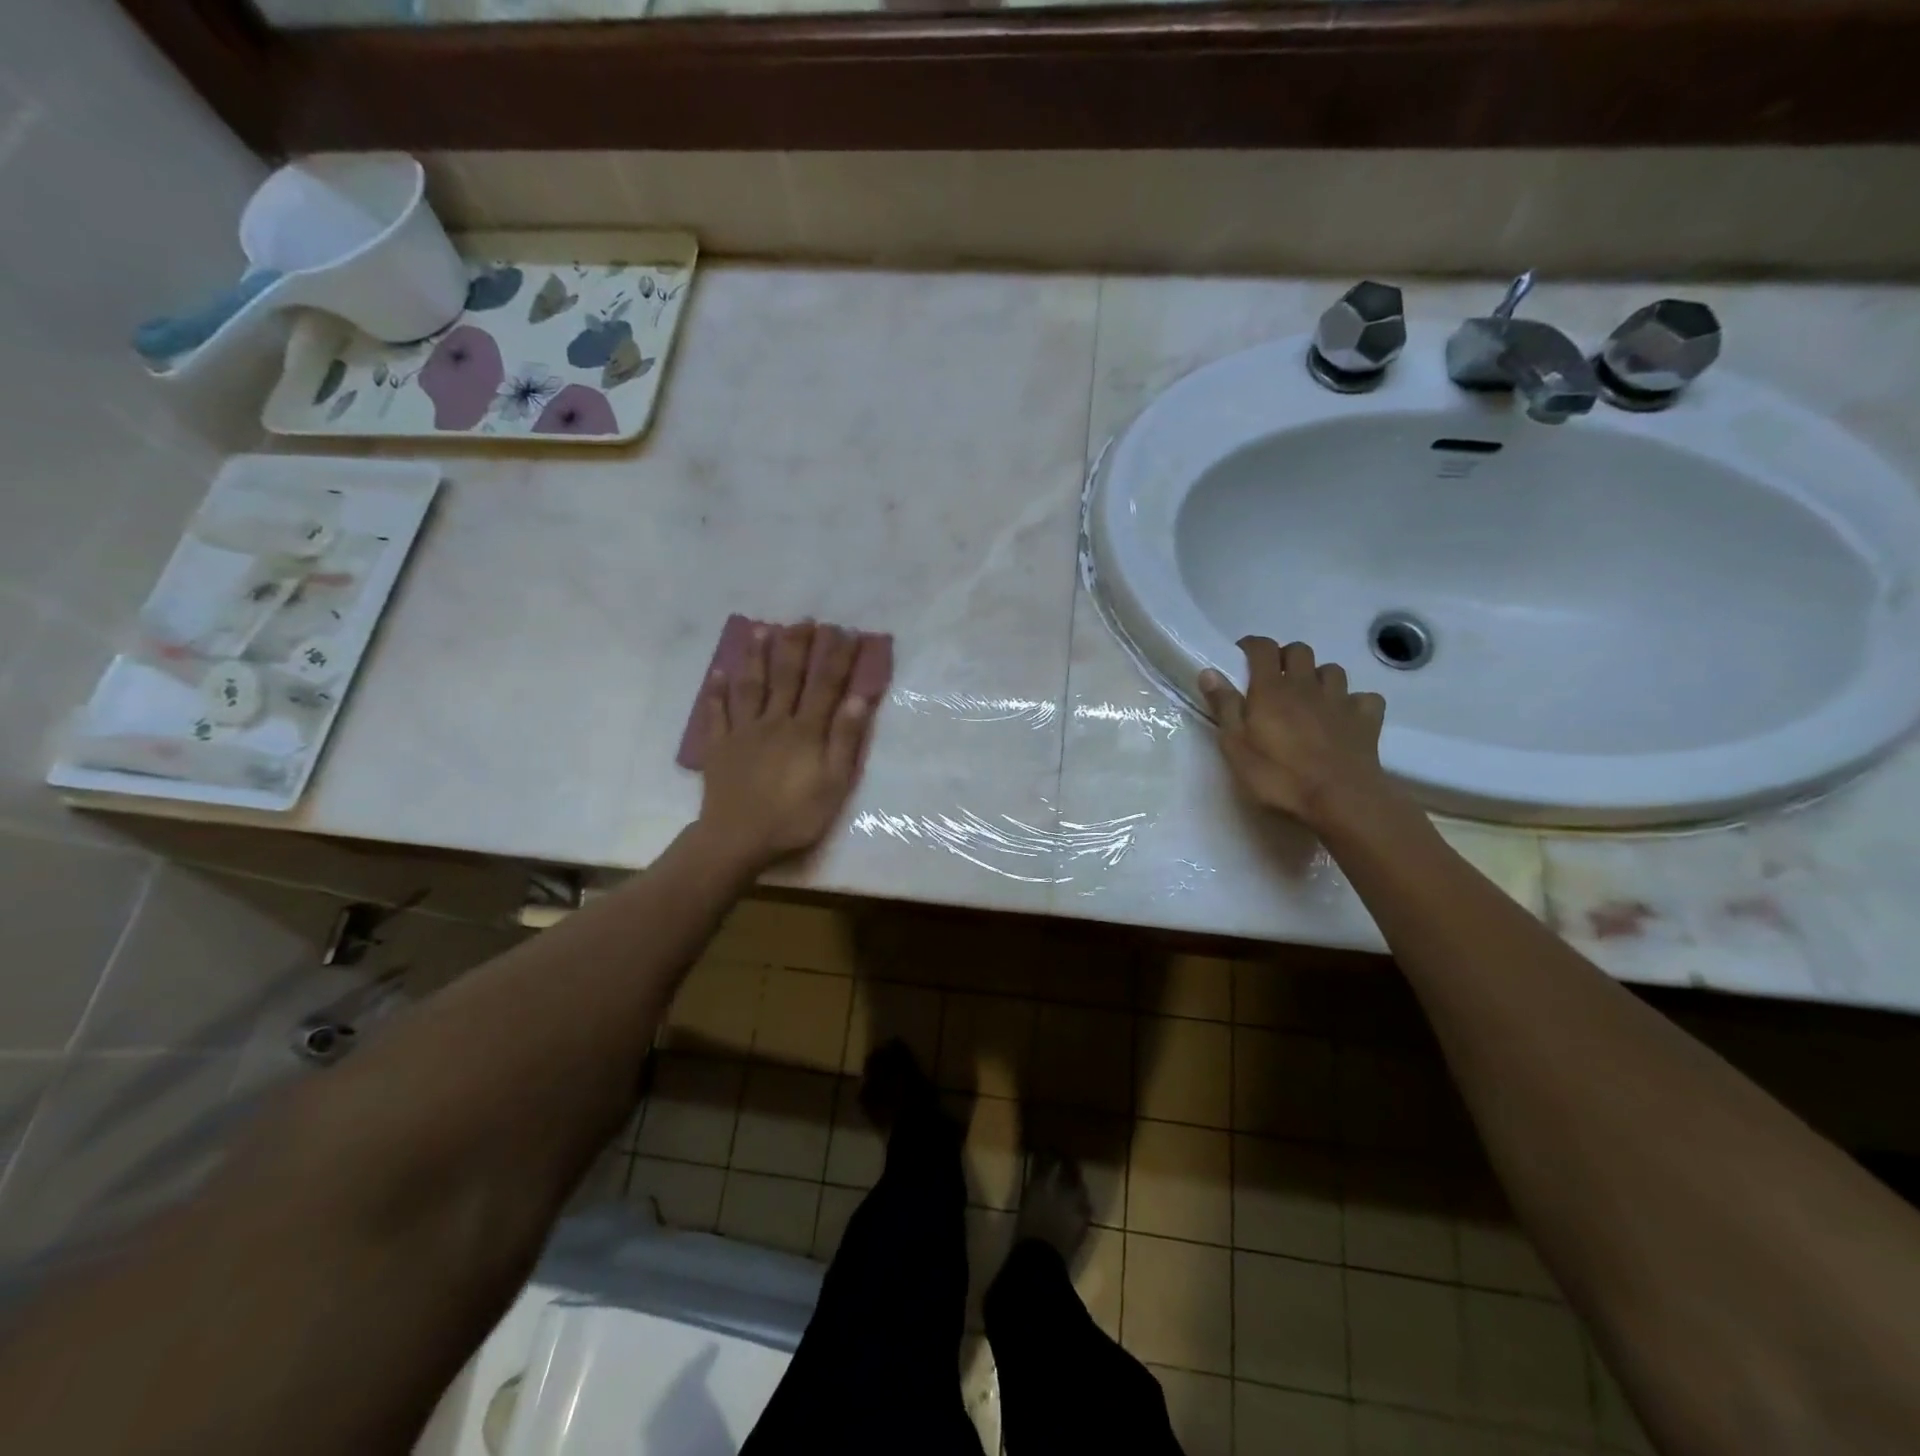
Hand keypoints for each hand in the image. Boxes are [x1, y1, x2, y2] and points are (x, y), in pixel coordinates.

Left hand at [697, 622, 872, 871]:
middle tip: (805, 620)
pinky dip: (717, 692)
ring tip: (761, 629)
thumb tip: (859, 697)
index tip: (846, 631)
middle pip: (786, 676)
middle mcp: (774, 721)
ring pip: (750, 686)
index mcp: (805, 731)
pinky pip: (717, 713)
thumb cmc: (794, 816)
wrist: (738, 839)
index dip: (837, 657)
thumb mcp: (834, 784)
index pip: (825, 685)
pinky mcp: (719, 747)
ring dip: (757, 656)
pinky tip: (718, 673)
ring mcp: (743, 732)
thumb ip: (845, 740)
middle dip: (797, 645)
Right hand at [1198, 637, 1392, 830]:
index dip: (1251, 646)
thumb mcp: (1236, 746)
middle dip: (1286, 657)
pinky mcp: (1367, 719)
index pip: (1262, 648)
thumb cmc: (1278, 775)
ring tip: (1309, 696)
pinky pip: (1364, 697)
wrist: (1339, 799)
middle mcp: (1307, 685)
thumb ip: (1224, 707)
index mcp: (1271, 689)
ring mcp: (1341, 700)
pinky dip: (1353, 701)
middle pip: (1299, 650)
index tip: (1241, 656)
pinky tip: (1345, 716)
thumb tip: (1209, 672)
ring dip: (1319, 677)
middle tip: (1274, 678)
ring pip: (1332, 670)